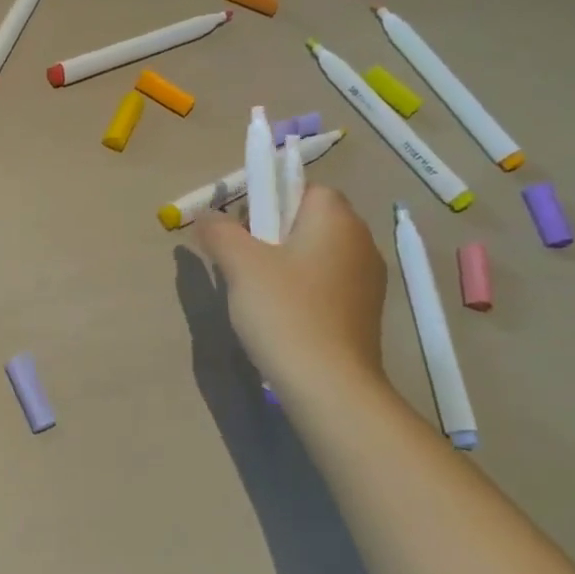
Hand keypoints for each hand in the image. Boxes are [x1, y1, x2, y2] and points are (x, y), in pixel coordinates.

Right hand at [193, 185, 387, 396]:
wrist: (330, 386)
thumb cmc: (285, 312)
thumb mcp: (240, 264)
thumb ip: (219, 231)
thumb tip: (206, 217)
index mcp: (336, 219)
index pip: (303, 187)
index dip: (268, 199)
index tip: (242, 227)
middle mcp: (360, 241)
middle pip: (308, 219)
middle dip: (271, 231)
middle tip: (241, 259)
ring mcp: (368, 280)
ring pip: (315, 253)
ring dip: (284, 262)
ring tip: (256, 291)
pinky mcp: (364, 312)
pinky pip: (325, 282)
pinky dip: (301, 288)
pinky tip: (280, 315)